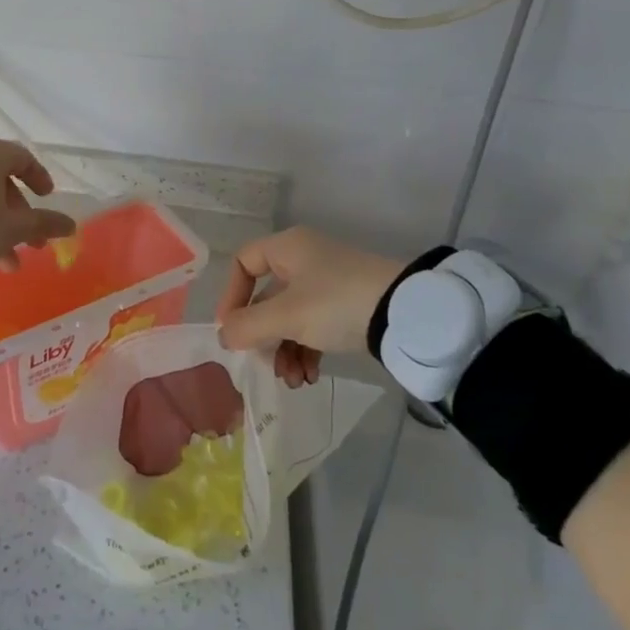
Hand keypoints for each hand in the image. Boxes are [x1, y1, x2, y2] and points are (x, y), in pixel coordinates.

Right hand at [215, 228, 402, 387]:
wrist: (406, 312)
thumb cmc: (335, 303)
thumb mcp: (286, 317)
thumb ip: (248, 327)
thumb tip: (223, 336)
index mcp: (287, 248)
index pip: (244, 263)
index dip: (231, 295)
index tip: (231, 329)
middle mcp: (304, 259)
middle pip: (268, 297)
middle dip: (264, 336)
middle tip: (264, 363)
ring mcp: (328, 282)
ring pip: (291, 316)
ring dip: (285, 350)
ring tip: (293, 381)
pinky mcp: (348, 304)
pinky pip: (315, 325)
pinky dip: (307, 350)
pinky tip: (310, 376)